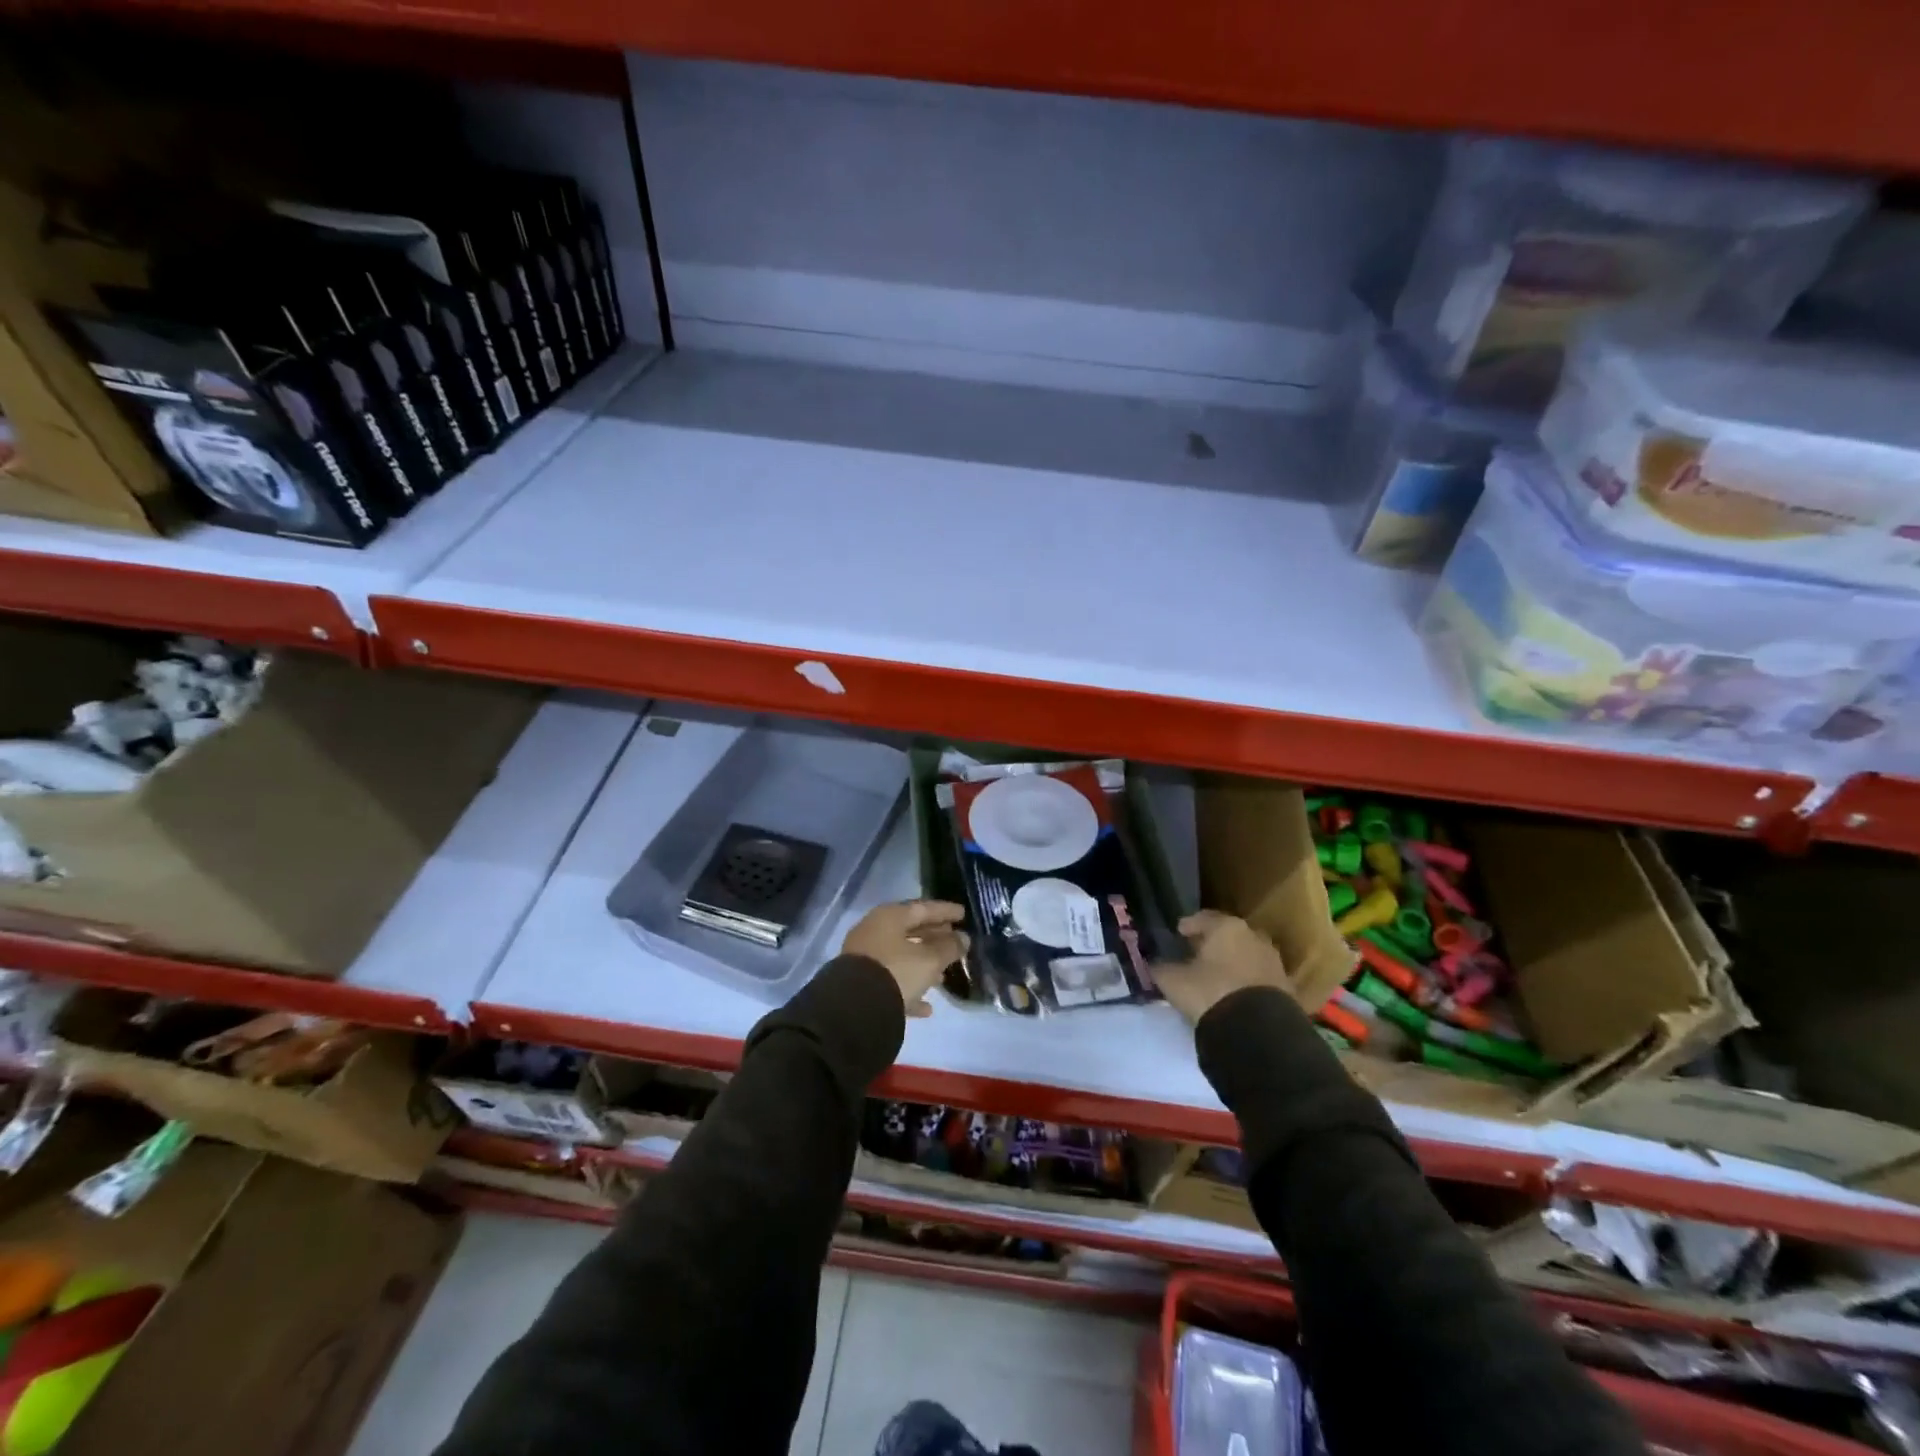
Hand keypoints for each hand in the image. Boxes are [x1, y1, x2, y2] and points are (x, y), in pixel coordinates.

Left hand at [843, 900, 969, 1018]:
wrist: (855, 1009)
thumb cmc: (897, 972)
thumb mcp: (930, 960)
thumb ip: (949, 948)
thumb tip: (963, 939)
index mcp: (889, 917)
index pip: (923, 908)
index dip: (945, 911)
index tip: (963, 914)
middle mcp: (874, 932)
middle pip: (911, 931)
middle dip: (934, 938)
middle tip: (956, 942)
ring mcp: (865, 958)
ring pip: (901, 957)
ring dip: (923, 965)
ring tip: (944, 976)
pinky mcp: (862, 983)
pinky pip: (892, 981)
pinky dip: (909, 989)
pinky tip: (926, 1007)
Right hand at [1152, 910, 1288, 1025]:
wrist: (1258, 1031)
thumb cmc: (1210, 992)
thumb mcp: (1173, 980)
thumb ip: (1160, 967)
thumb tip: (1153, 963)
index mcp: (1226, 927)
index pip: (1203, 918)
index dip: (1188, 925)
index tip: (1178, 933)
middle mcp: (1253, 936)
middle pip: (1228, 934)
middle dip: (1213, 942)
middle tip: (1196, 953)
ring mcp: (1273, 961)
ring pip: (1246, 955)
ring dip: (1232, 961)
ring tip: (1216, 975)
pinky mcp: (1285, 987)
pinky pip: (1258, 977)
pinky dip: (1246, 981)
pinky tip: (1234, 993)